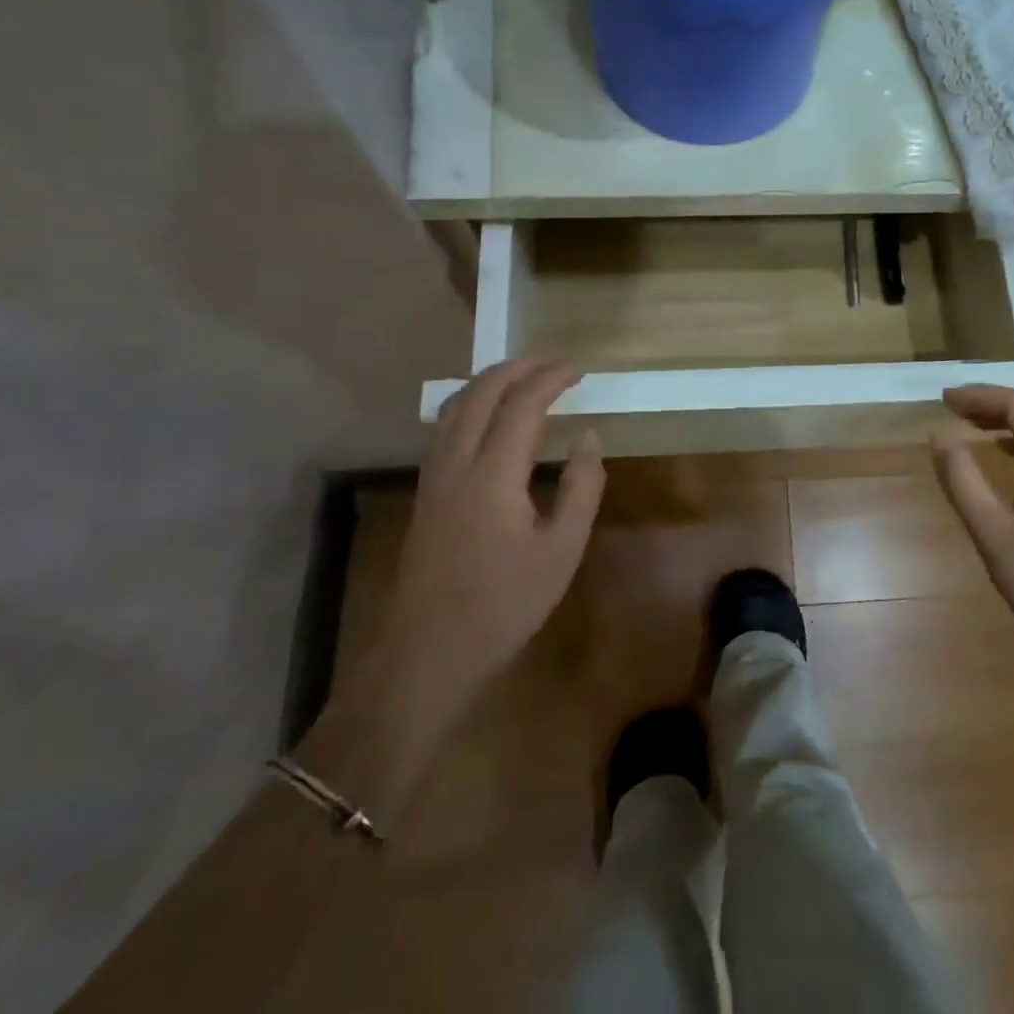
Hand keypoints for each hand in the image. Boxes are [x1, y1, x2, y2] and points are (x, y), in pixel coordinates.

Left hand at [389, 359, 605, 694]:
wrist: (428, 652)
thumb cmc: (504, 604)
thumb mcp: (561, 551)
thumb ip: (581, 488)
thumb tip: (588, 437)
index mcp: (493, 474)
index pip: (522, 405)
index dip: (551, 379)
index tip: (579, 370)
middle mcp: (457, 462)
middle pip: (481, 392)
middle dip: (518, 368)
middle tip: (554, 362)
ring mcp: (433, 476)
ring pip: (455, 406)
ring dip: (490, 381)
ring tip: (522, 375)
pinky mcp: (425, 491)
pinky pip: (445, 426)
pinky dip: (470, 402)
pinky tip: (485, 415)